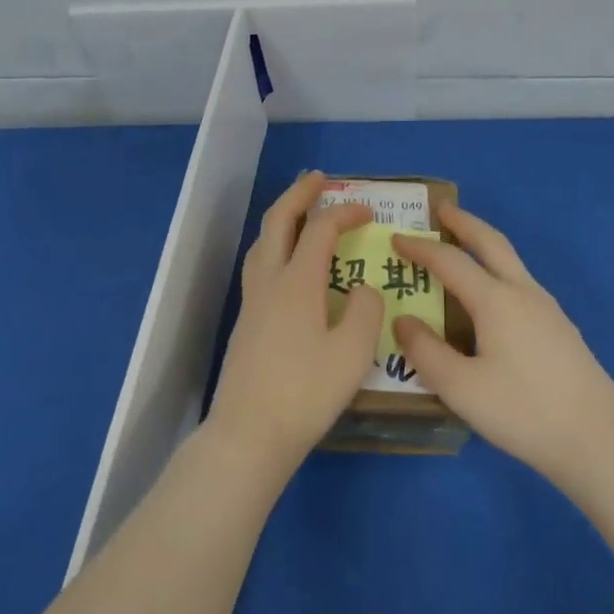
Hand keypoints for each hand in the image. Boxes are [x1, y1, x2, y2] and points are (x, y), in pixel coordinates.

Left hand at [207, 173, 384, 475]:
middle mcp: (269, 281)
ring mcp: (252, 301)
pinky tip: (287, 266)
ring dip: (282, 218)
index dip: (344, 212)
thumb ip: (365, 310)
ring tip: (299, 213)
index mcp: (297, 281)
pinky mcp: (245, 323)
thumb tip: (362, 289)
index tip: (368, 211)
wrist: (248, 435)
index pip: (321, 229)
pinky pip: (259, 264)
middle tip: (318, 179)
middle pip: (279, 221)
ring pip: (262, 242)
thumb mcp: (353, 353)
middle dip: (299, 195)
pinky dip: (275, 246)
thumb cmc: (306, 393)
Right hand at [392, 203, 613, 495]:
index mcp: (496, 300)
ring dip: (484, 245)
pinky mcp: (560, 328)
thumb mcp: (462, 389)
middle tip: (441, 210)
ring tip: (463, 247)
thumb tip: (403, 320)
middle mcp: (523, 292)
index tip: (396, 237)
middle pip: (490, 242)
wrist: (599, 441)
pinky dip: (497, 270)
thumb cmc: (524, 412)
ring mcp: (547, 308)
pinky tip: (492, 298)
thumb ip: (426, 352)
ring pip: (510, 261)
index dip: (420, 247)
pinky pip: (520, 282)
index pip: (450, 261)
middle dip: (464, 222)